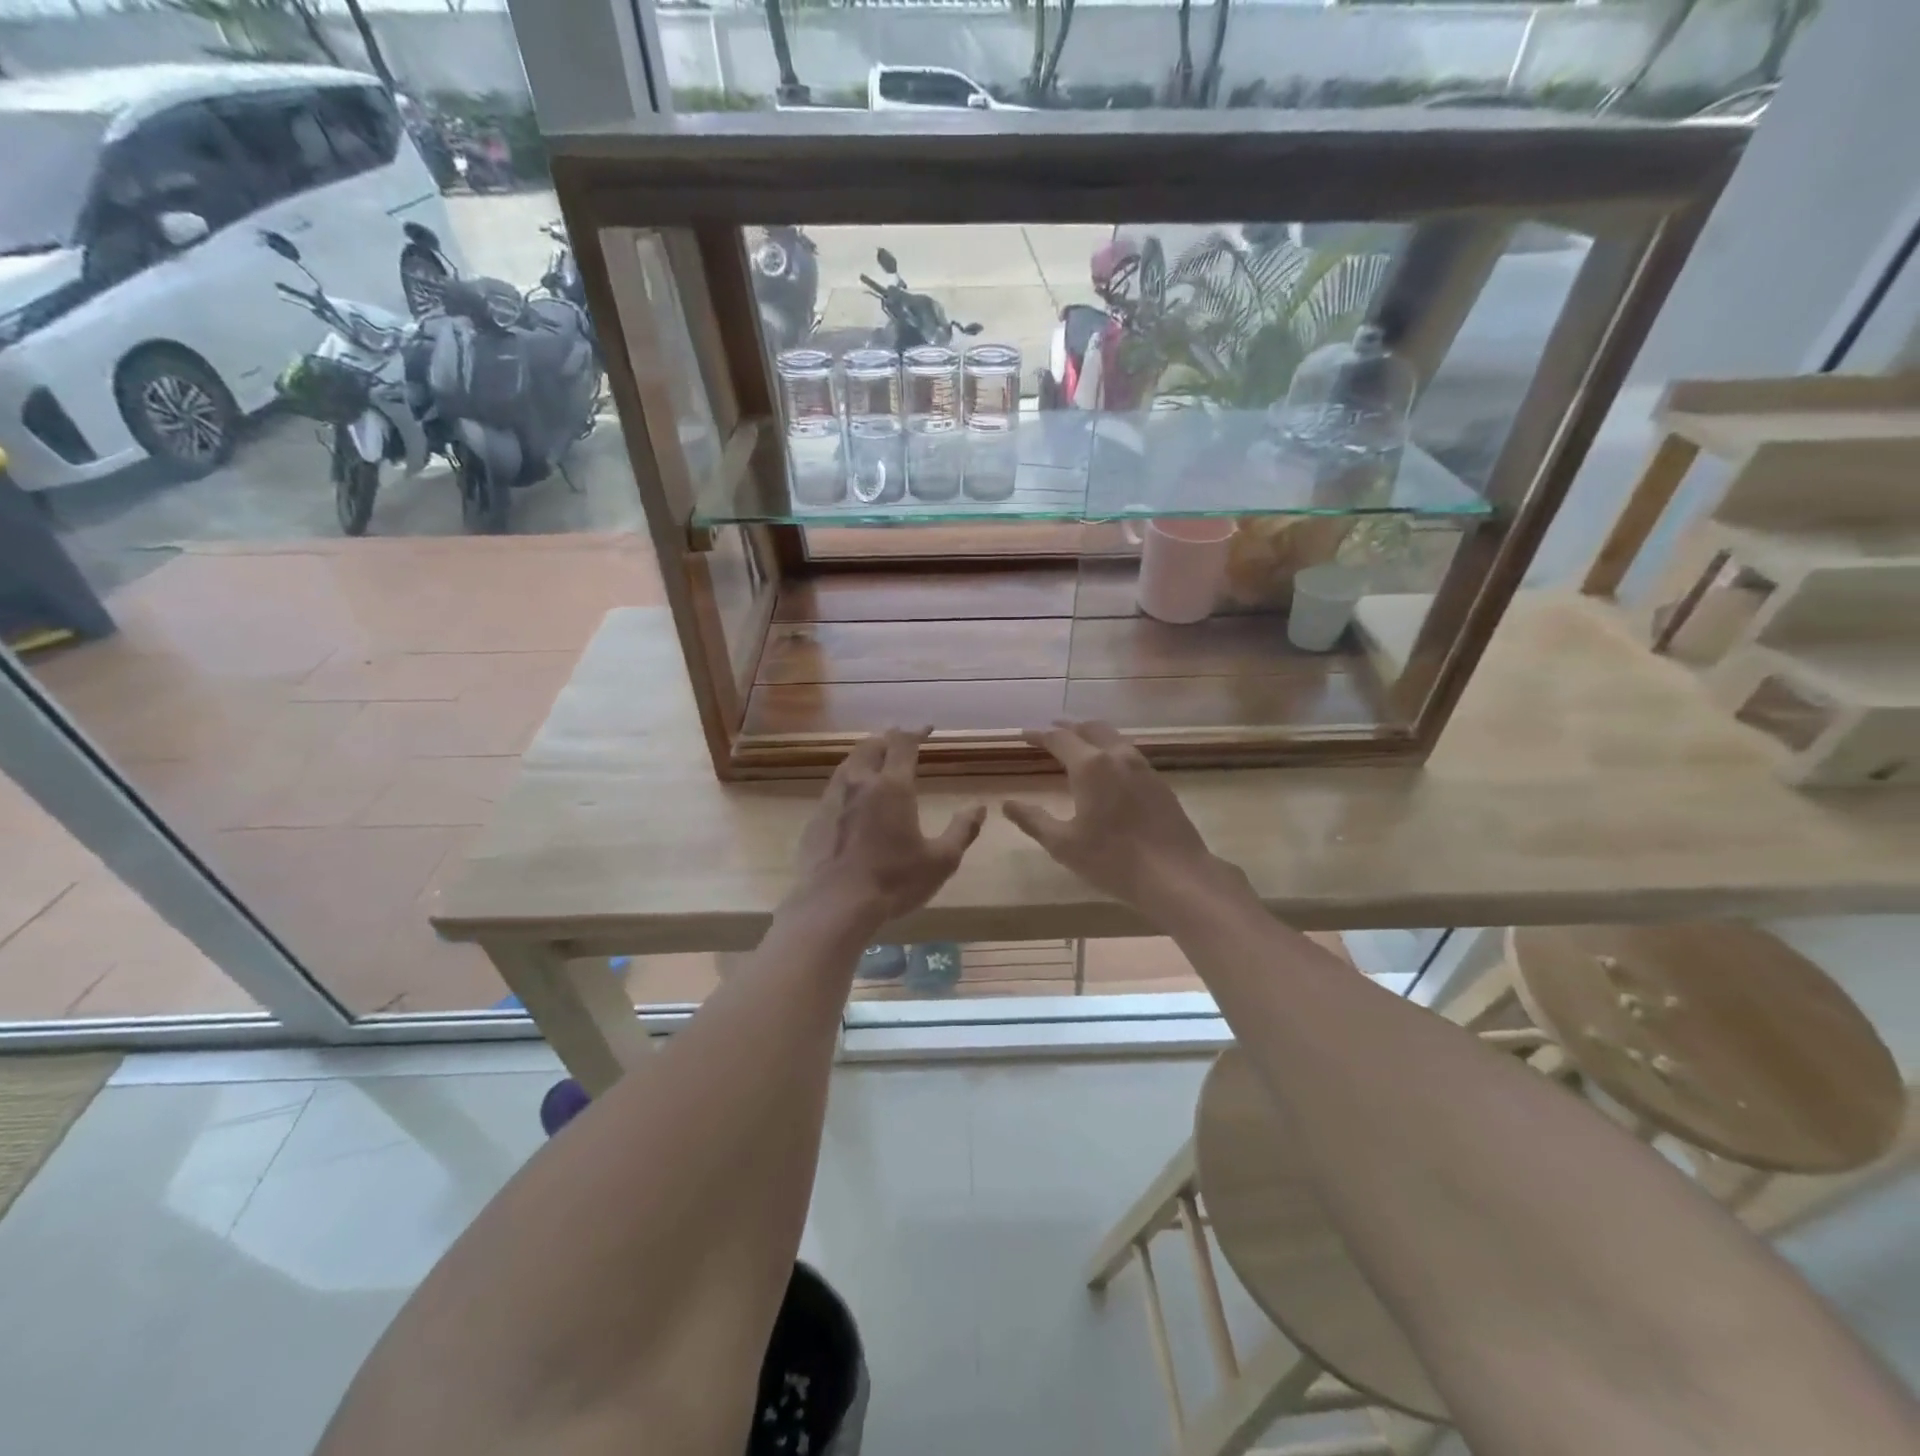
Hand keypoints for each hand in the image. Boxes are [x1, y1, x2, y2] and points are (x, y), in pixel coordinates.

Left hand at [792, 728, 985, 931]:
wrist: (835, 905)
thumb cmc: (893, 881)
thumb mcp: (940, 860)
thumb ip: (962, 830)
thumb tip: (979, 808)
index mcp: (892, 786)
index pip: (903, 744)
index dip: (916, 732)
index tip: (927, 729)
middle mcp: (859, 783)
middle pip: (871, 746)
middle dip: (888, 739)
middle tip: (900, 744)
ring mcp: (832, 799)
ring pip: (848, 764)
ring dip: (865, 758)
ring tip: (876, 766)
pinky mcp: (815, 819)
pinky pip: (833, 790)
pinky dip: (848, 784)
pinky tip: (853, 802)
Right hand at [1003, 722, 1236, 913]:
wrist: (1175, 875)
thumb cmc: (1113, 860)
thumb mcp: (1063, 844)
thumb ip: (1033, 820)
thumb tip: (1007, 804)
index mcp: (1090, 766)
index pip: (1060, 739)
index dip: (1039, 735)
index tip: (1023, 735)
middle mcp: (1118, 756)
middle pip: (1090, 728)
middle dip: (1067, 727)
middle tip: (1050, 731)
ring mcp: (1143, 767)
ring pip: (1113, 737)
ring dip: (1092, 735)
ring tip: (1078, 744)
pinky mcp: (1159, 782)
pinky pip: (1129, 753)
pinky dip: (1110, 749)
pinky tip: (1108, 768)